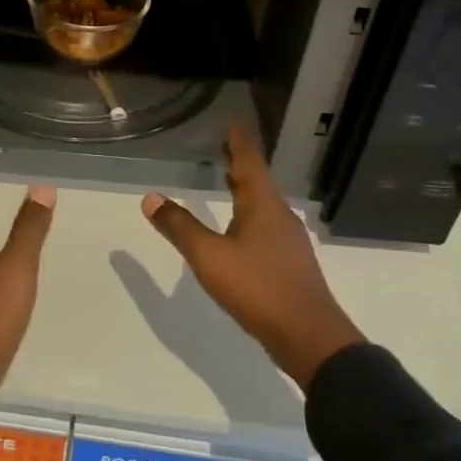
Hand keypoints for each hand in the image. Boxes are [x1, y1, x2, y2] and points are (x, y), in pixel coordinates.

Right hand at [141, 125, 364, 390]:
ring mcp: (288, 241)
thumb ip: (180, 228)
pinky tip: (240, 230)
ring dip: (245, 189)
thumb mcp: (210, 257)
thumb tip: (150, 198)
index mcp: (263, 205)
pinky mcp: (290, 264)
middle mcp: (279, 216)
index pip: (249, 162)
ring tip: (228, 180)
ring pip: (263, 205)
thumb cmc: (259, 288)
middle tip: (225, 146)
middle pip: (258, 181)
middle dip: (240, 164)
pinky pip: (266, 226)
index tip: (233, 123)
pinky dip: (250, 214)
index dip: (239, 142)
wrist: (309, 337)